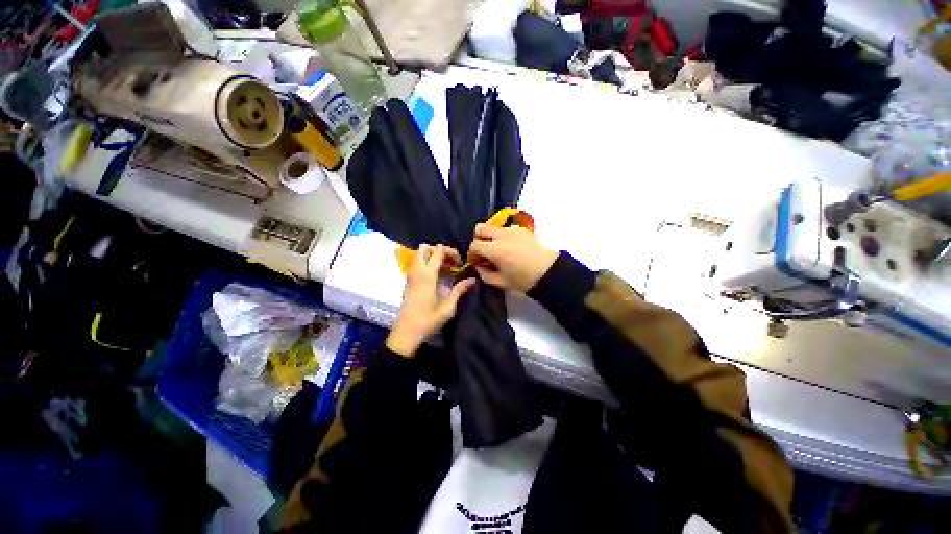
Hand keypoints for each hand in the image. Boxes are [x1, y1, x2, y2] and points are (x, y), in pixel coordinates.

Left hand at [386, 244, 475, 357]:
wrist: (406, 332)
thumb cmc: (428, 320)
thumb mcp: (448, 307)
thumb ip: (459, 290)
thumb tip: (472, 279)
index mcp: (428, 275)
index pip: (439, 251)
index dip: (452, 253)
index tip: (460, 264)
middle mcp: (417, 271)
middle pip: (425, 248)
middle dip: (440, 250)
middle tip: (451, 262)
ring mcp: (411, 275)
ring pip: (420, 254)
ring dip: (433, 256)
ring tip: (446, 269)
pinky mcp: (409, 281)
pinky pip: (418, 263)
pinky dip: (428, 263)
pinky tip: (438, 276)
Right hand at [468, 224, 557, 292]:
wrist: (549, 272)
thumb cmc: (524, 280)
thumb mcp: (501, 282)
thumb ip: (484, 274)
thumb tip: (478, 266)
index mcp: (495, 249)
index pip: (474, 245)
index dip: (472, 254)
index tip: (476, 261)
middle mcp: (501, 235)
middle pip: (480, 228)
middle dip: (478, 239)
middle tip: (483, 251)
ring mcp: (512, 230)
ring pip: (493, 227)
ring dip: (491, 237)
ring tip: (498, 250)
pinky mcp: (522, 230)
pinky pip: (506, 229)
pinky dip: (503, 236)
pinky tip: (509, 248)